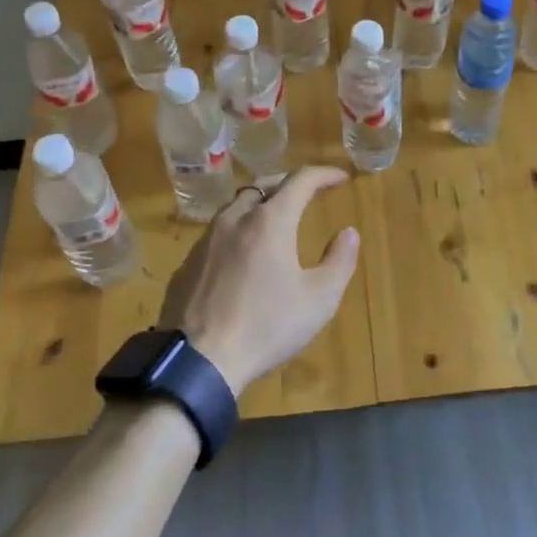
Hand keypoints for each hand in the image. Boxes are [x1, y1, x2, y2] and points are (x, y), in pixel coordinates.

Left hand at [157, 167, 360, 398]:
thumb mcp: (318, 300)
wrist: (198, 361)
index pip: (300, 181)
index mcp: (270, 221)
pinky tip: (241, 256)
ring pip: (235, 207)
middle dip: (289, 184)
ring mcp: (206, 240)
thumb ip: (339, 261)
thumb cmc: (266, 327)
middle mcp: (235, 219)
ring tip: (274, 219)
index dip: (324, 174)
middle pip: (264, 186)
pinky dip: (237, 232)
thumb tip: (348, 233)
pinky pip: (216, 234)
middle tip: (307, 194)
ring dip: (259, 205)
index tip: (340, 178)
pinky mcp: (187, 263)